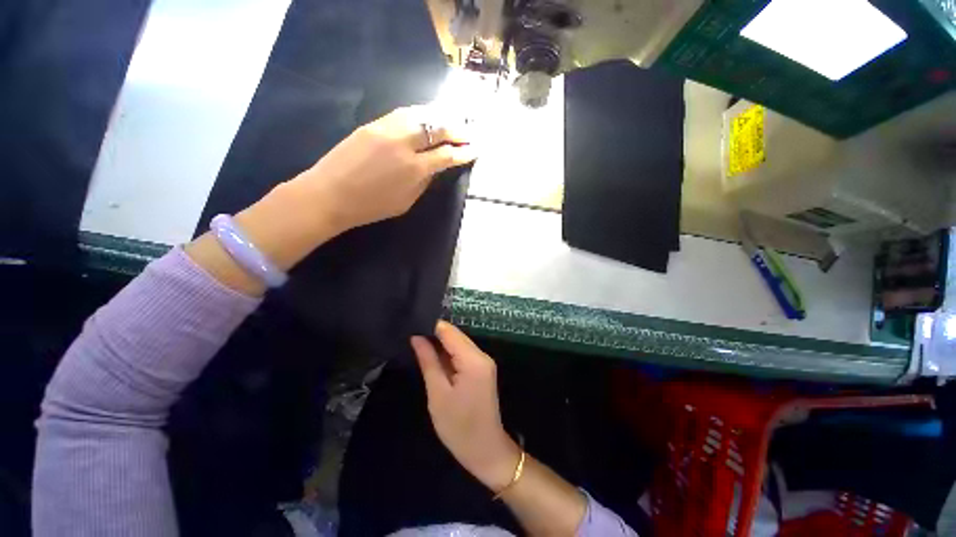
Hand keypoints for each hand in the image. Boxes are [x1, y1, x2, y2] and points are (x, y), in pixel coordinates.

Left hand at [186, 106, 475, 295]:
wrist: (330, 194)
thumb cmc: (371, 207)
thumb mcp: (406, 202)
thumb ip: (424, 182)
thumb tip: (436, 167)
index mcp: (414, 169)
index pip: (447, 155)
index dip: (463, 152)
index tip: (475, 150)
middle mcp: (404, 144)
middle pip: (438, 128)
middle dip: (457, 130)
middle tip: (468, 133)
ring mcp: (387, 129)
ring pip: (421, 114)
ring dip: (441, 117)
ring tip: (453, 121)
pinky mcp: (373, 123)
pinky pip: (404, 113)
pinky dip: (421, 114)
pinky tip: (427, 117)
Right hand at [411, 321, 521, 492]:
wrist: (486, 451)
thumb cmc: (459, 427)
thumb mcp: (438, 394)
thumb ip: (428, 361)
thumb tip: (417, 337)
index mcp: (473, 359)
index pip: (449, 331)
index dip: (430, 326)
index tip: (410, 325)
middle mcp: (482, 355)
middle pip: (455, 336)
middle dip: (434, 335)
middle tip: (410, 336)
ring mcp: (484, 362)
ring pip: (459, 344)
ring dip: (440, 345)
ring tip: (417, 345)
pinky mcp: (482, 369)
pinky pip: (463, 354)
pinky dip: (449, 355)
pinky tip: (433, 358)